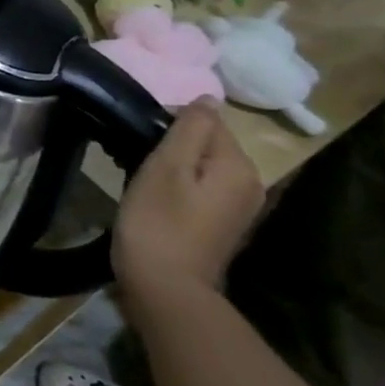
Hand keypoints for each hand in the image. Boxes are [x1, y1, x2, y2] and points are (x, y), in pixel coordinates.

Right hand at [112, 100, 263, 324]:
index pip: (208, 121)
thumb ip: (189, 129)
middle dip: (173, 144)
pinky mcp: (224, 225)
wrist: (165, 287)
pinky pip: (203, 188)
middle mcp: (251, 183)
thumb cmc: (158, 222)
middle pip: (208, 145)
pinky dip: (180, 185)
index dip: (169, 123)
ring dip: (174, 165)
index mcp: (238, 166)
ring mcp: (240, 207)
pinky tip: (156, 198)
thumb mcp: (166, 168)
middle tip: (133, 157)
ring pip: (204, 167)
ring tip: (140, 176)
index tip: (136, 138)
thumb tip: (207, 99)